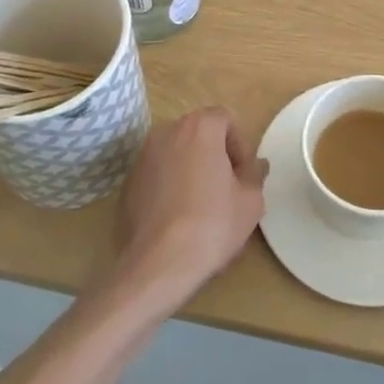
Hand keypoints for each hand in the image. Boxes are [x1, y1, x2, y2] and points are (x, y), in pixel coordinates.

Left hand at [114, 107, 267, 301]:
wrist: (158, 263)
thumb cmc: (212, 224)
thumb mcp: (250, 201)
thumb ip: (255, 174)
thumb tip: (256, 165)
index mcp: (199, 128)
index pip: (225, 119)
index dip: (239, 145)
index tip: (243, 174)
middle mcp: (167, 132)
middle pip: (199, 134)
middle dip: (214, 156)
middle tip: (226, 189)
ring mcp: (142, 157)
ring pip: (176, 154)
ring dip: (191, 170)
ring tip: (201, 206)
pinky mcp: (127, 183)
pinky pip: (157, 175)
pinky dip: (169, 187)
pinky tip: (177, 218)